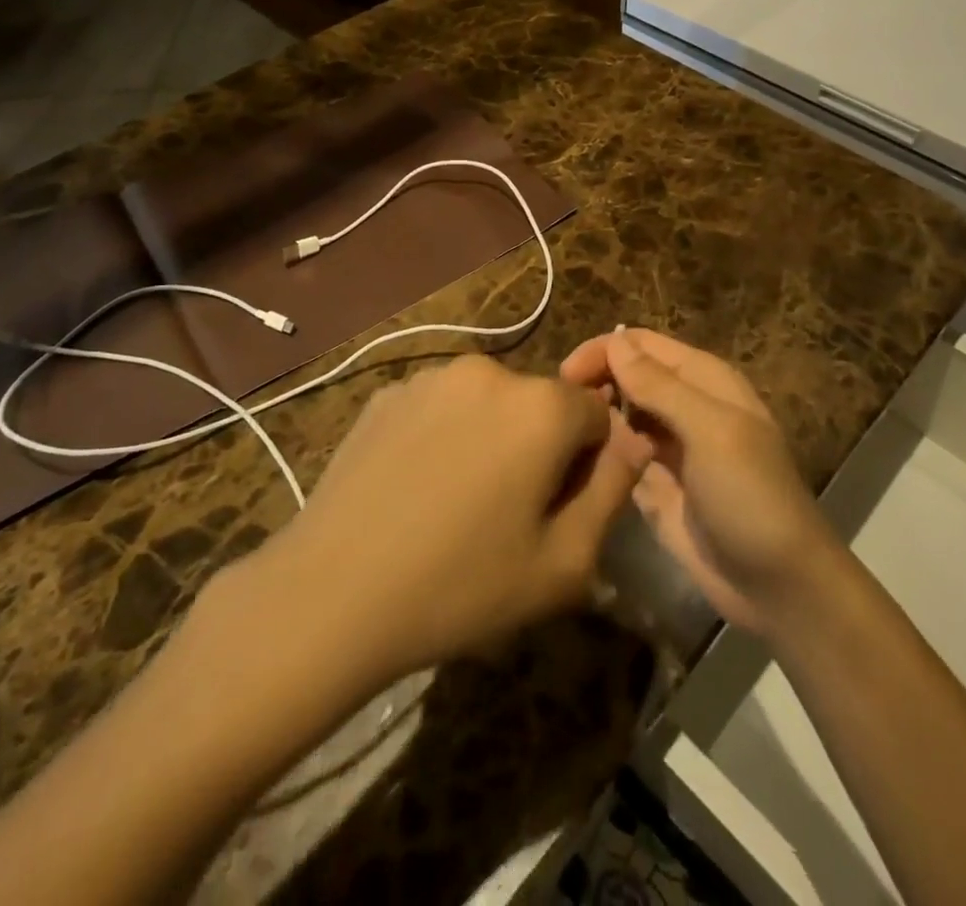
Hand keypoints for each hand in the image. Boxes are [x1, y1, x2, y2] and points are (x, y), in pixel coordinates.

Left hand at [268, 354, 652, 683]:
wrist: (331, 594)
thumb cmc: (461, 586)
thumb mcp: (564, 563)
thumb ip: (614, 492)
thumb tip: (634, 442)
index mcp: (541, 405)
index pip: (597, 413)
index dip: (589, 463)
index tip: (559, 509)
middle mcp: (490, 371)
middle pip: (541, 405)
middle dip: (540, 447)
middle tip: (507, 514)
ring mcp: (432, 377)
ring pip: (490, 403)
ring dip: (491, 438)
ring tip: (456, 503)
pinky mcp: (388, 393)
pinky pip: (441, 407)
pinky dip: (444, 435)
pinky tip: (414, 488)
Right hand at [561, 329, 839, 637]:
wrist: (779, 585)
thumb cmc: (750, 495)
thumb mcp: (710, 431)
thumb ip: (660, 386)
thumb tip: (615, 341)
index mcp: (703, 379)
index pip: (642, 344)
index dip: (603, 351)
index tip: (565, 376)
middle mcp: (684, 405)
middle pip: (628, 376)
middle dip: (595, 382)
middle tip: (561, 411)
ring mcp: (669, 447)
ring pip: (621, 414)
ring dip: (597, 419)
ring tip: (568, 439)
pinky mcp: (656, 485)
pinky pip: (621, 456)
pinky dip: (603, 454)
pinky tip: (583, 466)